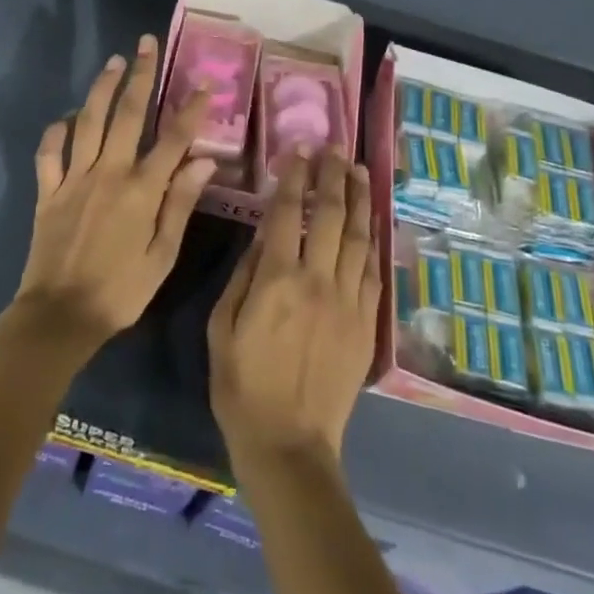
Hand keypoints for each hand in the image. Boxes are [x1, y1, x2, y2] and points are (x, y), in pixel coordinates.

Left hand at [13, 36, 214, 353]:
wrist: (59, 317)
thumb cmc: (120, 291)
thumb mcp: (162, 255)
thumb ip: (180, 204)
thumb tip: (204, 161)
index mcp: (141, 190)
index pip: (172, 139)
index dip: (190, 109)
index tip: (204, 82)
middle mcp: (108, 173)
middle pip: (127, 114)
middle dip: (141, 75)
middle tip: (147, 44)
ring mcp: (74, 178)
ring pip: (88, 121)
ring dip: (101, 87)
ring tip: (113, 62)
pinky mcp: (49, 191)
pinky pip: (49, 152)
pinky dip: (57, 130)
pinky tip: (67, 117)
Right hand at [208, 149, 382, 471]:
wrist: (289, 445)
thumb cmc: (242, 386)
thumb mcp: (221, 328)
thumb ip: (244, 276)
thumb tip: (264, 235)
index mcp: (276, 279)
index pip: (289, 212)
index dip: (295, 176)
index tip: (300, 149)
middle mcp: (317, 280)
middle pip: (330, 214)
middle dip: (333, 175)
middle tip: (336, 148)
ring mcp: (347, 300)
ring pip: (358, 236)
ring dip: (359, 198)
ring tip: (359, 169)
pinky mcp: (366, 322)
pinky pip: (373, 270)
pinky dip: (372, 239)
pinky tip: (370, 220)